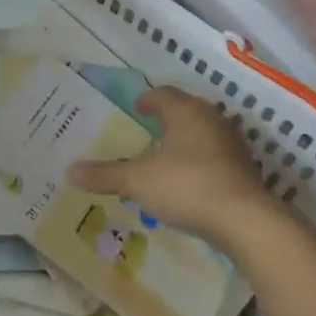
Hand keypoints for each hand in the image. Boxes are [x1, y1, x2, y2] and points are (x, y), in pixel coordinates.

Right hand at [65, 87, 278, 244]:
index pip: (164, 94)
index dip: (148, 99)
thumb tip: (69, 171)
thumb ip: (105, 175)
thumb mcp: (137, 181)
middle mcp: (212, 120)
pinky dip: (201, 161)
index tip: (136, 108)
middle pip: (186, 111)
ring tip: (166, 155)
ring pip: (204, 133)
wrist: (245, 220)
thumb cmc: (186, 186)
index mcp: (186, 112)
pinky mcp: (245, 170)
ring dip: (186, 140)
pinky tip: (189, 180)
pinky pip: (216, 156)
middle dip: (168, 118)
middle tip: (148, 129)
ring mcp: (233, 145)